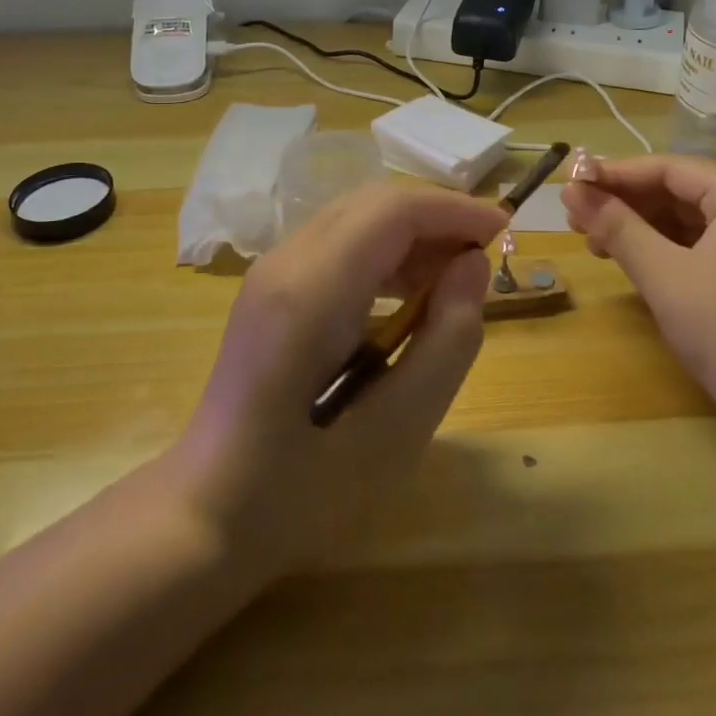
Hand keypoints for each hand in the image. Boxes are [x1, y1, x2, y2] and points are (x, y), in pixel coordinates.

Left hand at [169, 181, 506, 577]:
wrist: (211, 511)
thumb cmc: (308, 486)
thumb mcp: (401, 427)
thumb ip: (448, 338)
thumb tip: (472, 265)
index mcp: (312, 290)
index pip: (392, 210)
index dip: (454, 209)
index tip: (504, 229)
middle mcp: (285, 262)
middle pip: (372, 203)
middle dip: (435, 217)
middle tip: (482, 258)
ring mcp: (270, 272)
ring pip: (354, 218)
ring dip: (409, 234)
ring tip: (453, 279)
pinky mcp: (270, 288)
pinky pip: (336, 244)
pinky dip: (381, 252)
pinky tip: (406, 295)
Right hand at [562, 154, 715, 438]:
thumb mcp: (665, 277)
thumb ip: (616, 227)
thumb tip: (570, 190)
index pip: (670, 168)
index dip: (615, 174)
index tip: (569, 186)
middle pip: (681, 189)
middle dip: (626, 202)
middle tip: (575, 220)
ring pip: (690, 218)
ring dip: (641, 226)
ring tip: (594, 242)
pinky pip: (705, 243)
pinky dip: (666, 248)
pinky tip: (633, 260)